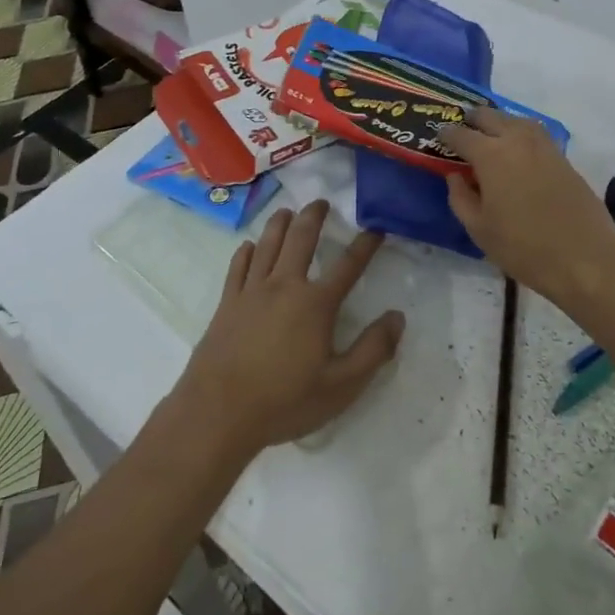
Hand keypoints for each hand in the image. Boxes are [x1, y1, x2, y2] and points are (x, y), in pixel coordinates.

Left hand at [174, 201, 404, 459]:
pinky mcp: (227, 304)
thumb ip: (373, 350)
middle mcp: (284, 286)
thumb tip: (397, 317)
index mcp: (315, 303)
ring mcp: (251, 292)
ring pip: (267, 244)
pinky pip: (238, 266)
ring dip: (280, 223)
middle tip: (322, 202)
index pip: (348, 265)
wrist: (218, 412)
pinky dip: (246, 251)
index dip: (365, 245)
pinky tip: (249, 246)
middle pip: (301, 239)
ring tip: (287, 211)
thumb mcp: (341, 386)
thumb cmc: (285, 401)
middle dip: (314, 216)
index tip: (376, 228)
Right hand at [441, 109, 614, 305]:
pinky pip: (534, 133)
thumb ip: (460, 198)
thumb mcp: (479, 229)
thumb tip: (456, 176)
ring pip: (515, 120)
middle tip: (462, 132)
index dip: (446, 135)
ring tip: (489, 136)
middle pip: (489, 117)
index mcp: (491, 155)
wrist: (585, 256)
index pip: (461, 135)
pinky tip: (516, 150)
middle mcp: (516, 140)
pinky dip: (520, 133)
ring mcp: (543, 146)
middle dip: (472, 120)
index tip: (438, 138)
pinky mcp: (562, 157)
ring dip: (498, 122)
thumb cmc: (524, 247)